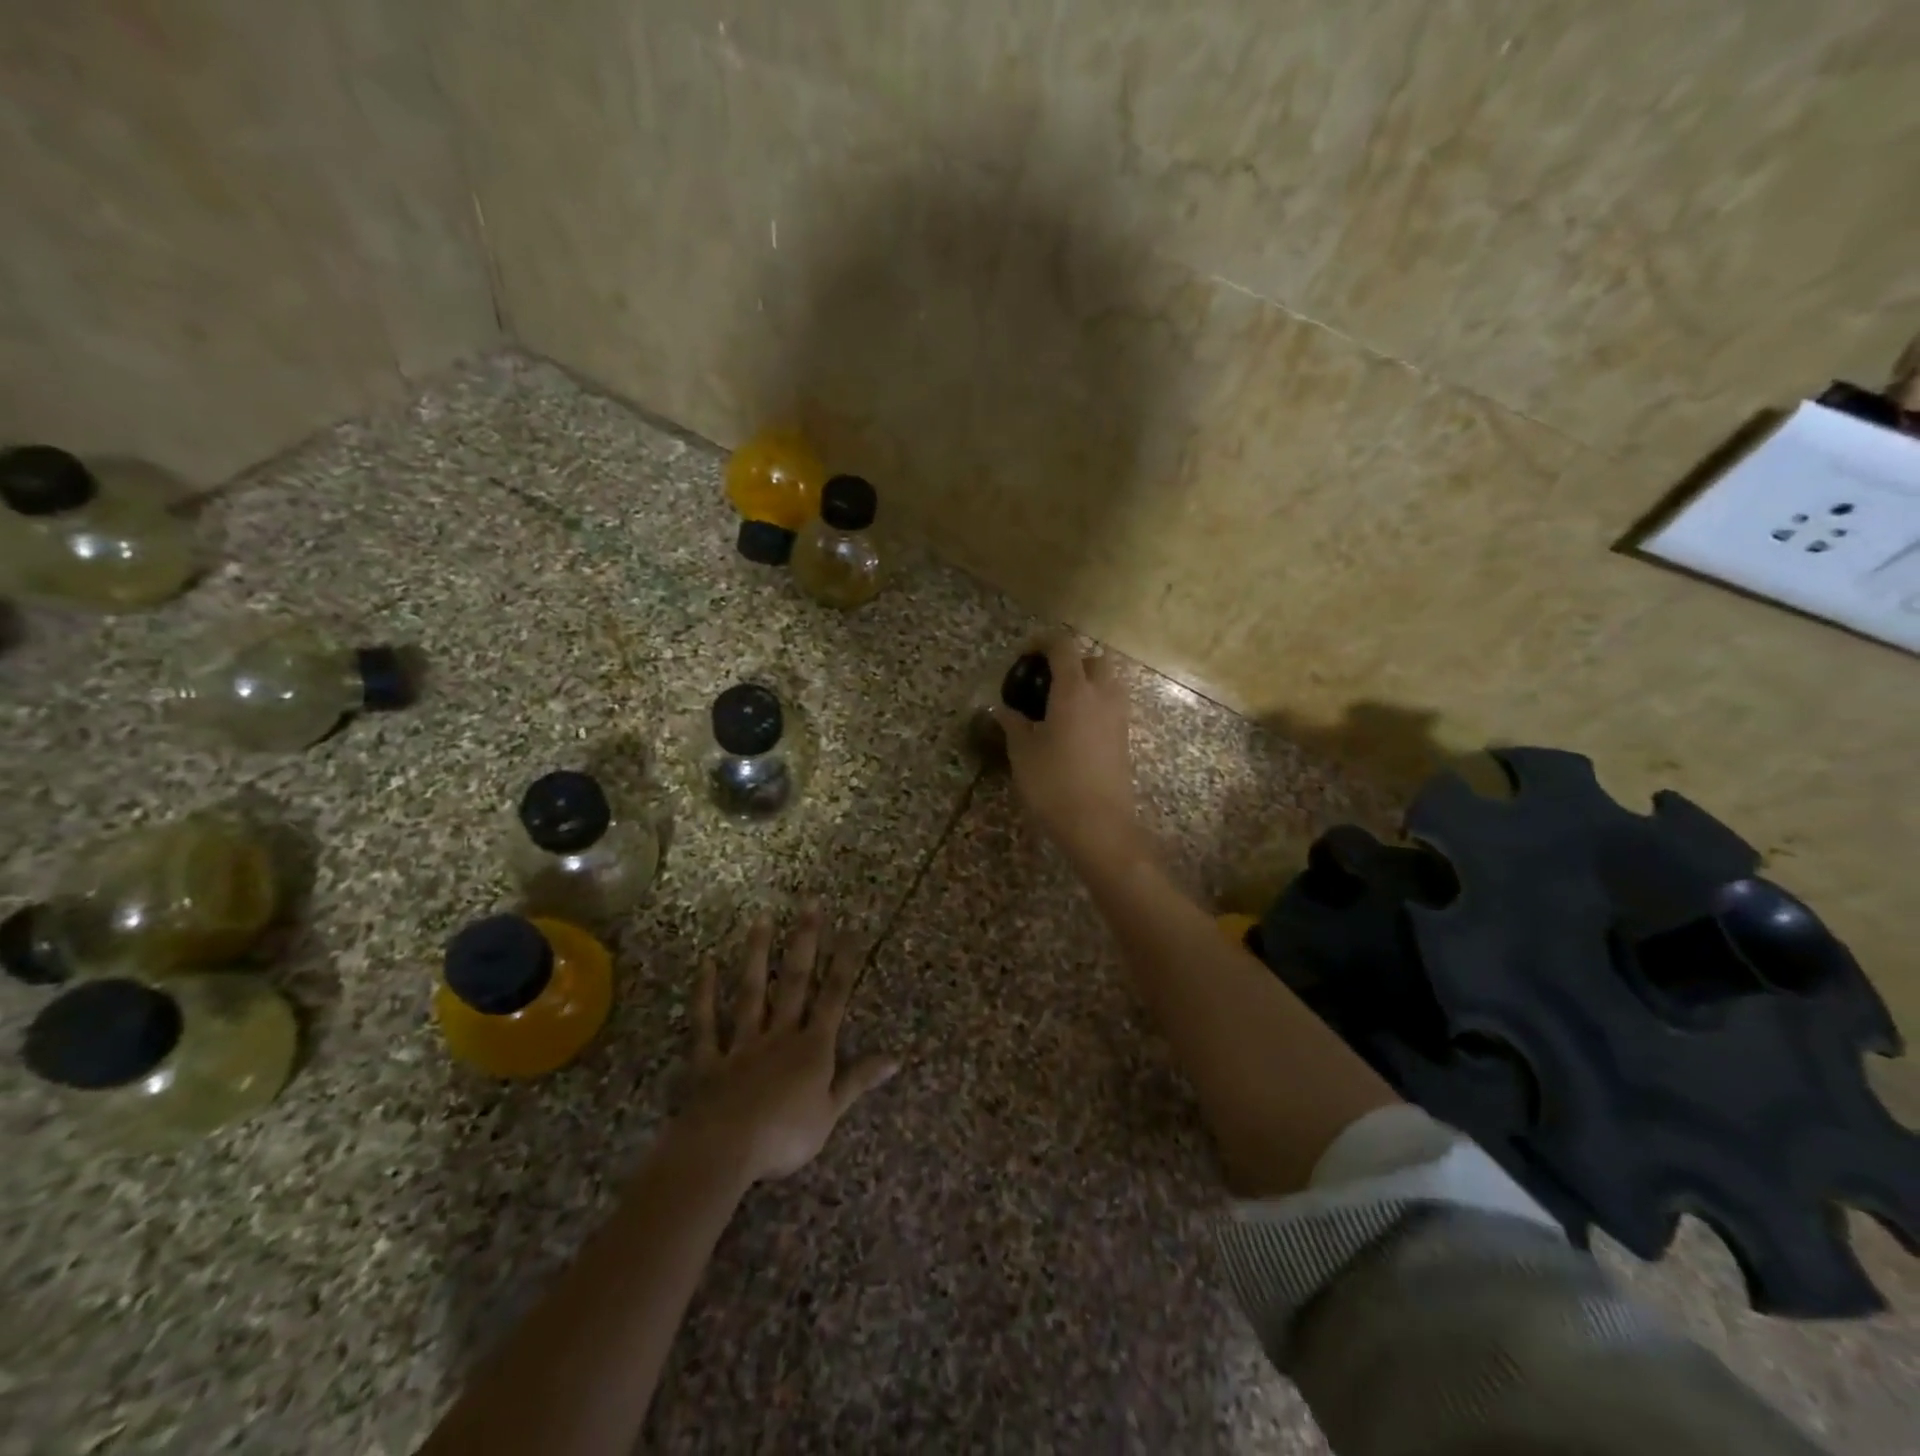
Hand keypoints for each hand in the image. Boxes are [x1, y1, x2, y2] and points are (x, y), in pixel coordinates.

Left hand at [677, 904, 899, 1184]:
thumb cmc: (785, 1136)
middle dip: (805, 942)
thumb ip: (859, 1079)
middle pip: (794, 982)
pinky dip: (704, 995)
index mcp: (812, 1048)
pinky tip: (706, 964)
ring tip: (762, 919)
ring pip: (751, 992)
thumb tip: (896, 1057)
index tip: (851, 930)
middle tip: (808, 904)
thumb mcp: (832, 1112)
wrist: (725, 1150)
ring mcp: (742, 1043)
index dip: (844, 964)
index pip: (833, 998)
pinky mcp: (709, 1059)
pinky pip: (706, 1023)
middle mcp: (779, 1034)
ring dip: (757, 955)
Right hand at [993, 633, 1143, 865]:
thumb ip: (1013, 723)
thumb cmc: (1054, 784)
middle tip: (1044, 681)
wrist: (1099, 825)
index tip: (1023, 654)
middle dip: (1070, 661)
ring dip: (1086, 682)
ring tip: (1058, 704)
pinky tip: (1072, 728)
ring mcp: (1119, 716)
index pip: (1063, 646)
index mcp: (1074, 690)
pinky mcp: (1125, 737)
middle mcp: (1102, 694)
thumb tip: (1002, 709)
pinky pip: (1111, 705)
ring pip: (1108, 682)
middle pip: (1093, 659)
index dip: (1042, 642)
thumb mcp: (1023, 752)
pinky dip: (1094, 704)